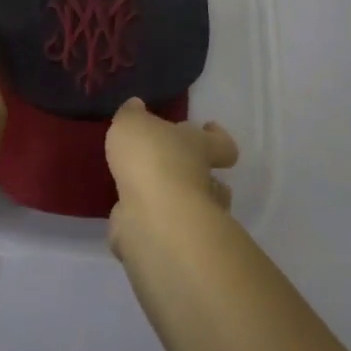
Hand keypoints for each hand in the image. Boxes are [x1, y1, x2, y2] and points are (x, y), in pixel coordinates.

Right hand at [105, 98, 238, 239]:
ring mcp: (192, 217)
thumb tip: (136, 107)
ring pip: (194, 209)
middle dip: (199, 177)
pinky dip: (150, 226)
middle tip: (174, 170)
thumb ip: (132, 115)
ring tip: (148, 196)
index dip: (217, 136)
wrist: (153, 216)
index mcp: (199, 147)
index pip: (221, 143)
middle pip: (214, 180)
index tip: (209, 127)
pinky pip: (164, 231)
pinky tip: (129, 220)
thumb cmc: (150, 158)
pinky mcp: (172, 243)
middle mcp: (202, 182)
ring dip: (176, 204)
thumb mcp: (132, 123)